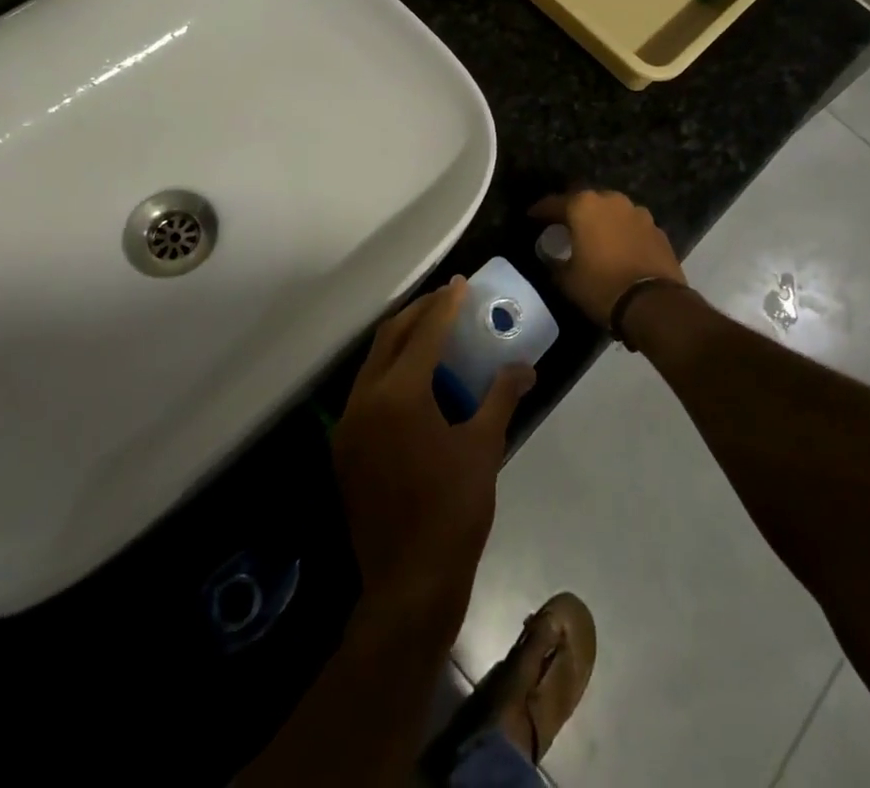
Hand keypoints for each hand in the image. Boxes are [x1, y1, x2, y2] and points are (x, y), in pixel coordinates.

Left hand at [331, 279, 535, 627]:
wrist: (408, 585)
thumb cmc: (453, 511)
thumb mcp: (483, 449)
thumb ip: (502, 398)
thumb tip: (525, 367)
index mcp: (399, 395)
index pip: (425, 333)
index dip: (446, 305)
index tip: (461, 283)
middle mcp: (365, 400)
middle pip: (390, 337)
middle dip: (419, 313)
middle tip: (446, 300)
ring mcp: (348, 425)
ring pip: (373, 362)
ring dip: (402, 340)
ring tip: (433, 332)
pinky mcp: (344, 448)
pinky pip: (366, 390)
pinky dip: (390, 372)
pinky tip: (415, 381)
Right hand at [530, 190, 685, 328]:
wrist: (653, 303)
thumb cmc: (601, 286)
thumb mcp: (567, 280)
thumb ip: (555, 263)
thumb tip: (553, 258)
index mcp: (585, 206)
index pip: (554, 203)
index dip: (540, 211)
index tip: (532, 217)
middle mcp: (612, 201)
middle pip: (586, 201)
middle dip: (574, 211)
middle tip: (564, 226)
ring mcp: (638, 213)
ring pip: (612, 211)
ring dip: (601, 220)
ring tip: (594, 237)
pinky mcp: (657, 229)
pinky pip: (632, 226)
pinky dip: (622, 233)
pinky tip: (619, 248)